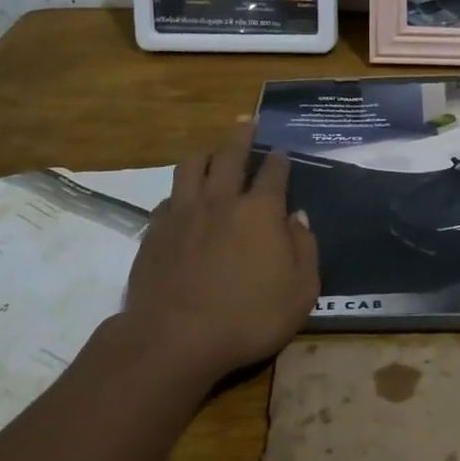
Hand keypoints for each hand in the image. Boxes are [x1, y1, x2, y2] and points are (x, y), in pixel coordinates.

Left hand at [125, 122, 320, 378]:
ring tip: (211, 152)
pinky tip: (180, 202)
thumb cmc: (248, 317)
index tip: (281, 150)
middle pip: (230, 155)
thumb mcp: (301, 291)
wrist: (175, 339)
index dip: (280, 159)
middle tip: (247, 121)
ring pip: (191, 167)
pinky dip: (178, 194)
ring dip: (204, 154)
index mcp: (260, 211)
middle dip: (241, 136)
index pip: (274, 173)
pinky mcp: (155, 232)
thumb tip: (297, 218)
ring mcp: (184, 213)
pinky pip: (167, 199)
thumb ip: (304, 249)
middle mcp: (221, 200)